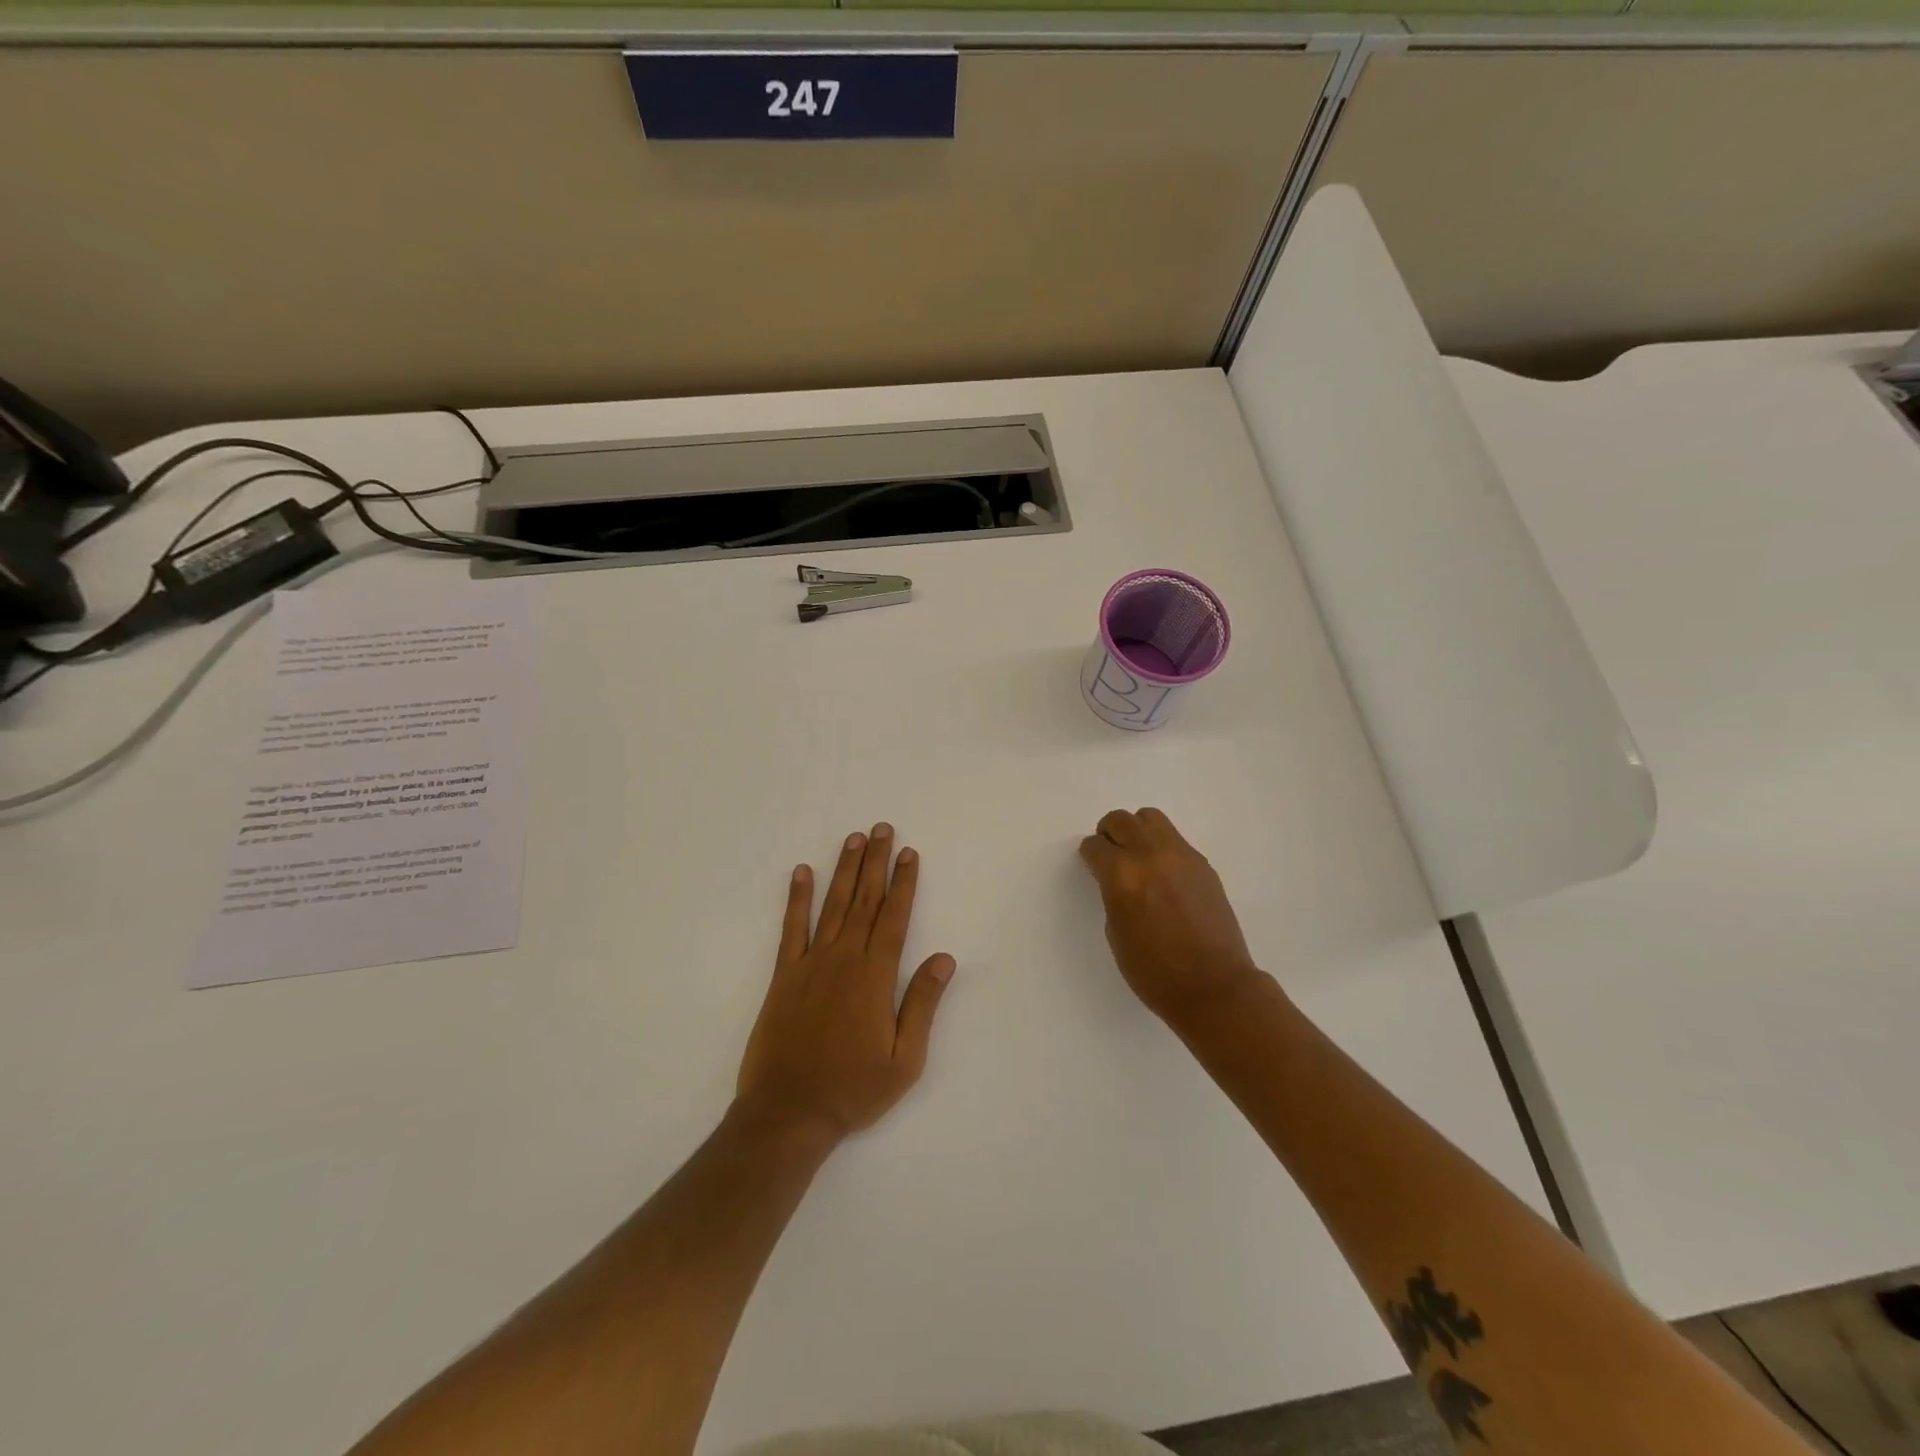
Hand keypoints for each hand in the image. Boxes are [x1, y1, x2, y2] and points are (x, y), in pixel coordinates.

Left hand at [736, 824, 956, 1146]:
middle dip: (876, 862)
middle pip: (865, 900)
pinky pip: (792, 928)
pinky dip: (797, 898)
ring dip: (845, 870)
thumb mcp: (904, 1059)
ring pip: (833, 905)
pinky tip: (802, 872)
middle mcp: (844, 959)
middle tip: (882, 829)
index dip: (904, 883)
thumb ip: (923, 1004)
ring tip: (854, 839)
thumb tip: (944, 958)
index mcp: (875, 976)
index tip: (910, 853)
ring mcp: (811, 963)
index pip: (895, 917)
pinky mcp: (784, 975)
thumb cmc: (853, 1089)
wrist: (788, 1112)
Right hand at [1079, 807, 1266, 1027]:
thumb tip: (1116, 878)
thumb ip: (1113, 894)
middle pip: (1121, 820)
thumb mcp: (1116, 932)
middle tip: (1110, 854)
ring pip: (1151, 818)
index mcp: (1122, 875)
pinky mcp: (1202, 864)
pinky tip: (1164, 874)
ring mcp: (1181, 855)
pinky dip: (1161, 846)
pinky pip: (1174, 839)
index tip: (1091, 865)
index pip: (1095, 845)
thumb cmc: (1154, 971)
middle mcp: (1150, 855)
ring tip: (1137, 856)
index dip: (1090, 855)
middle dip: (1109, 833)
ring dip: (1137, 830)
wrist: (1213, 985)